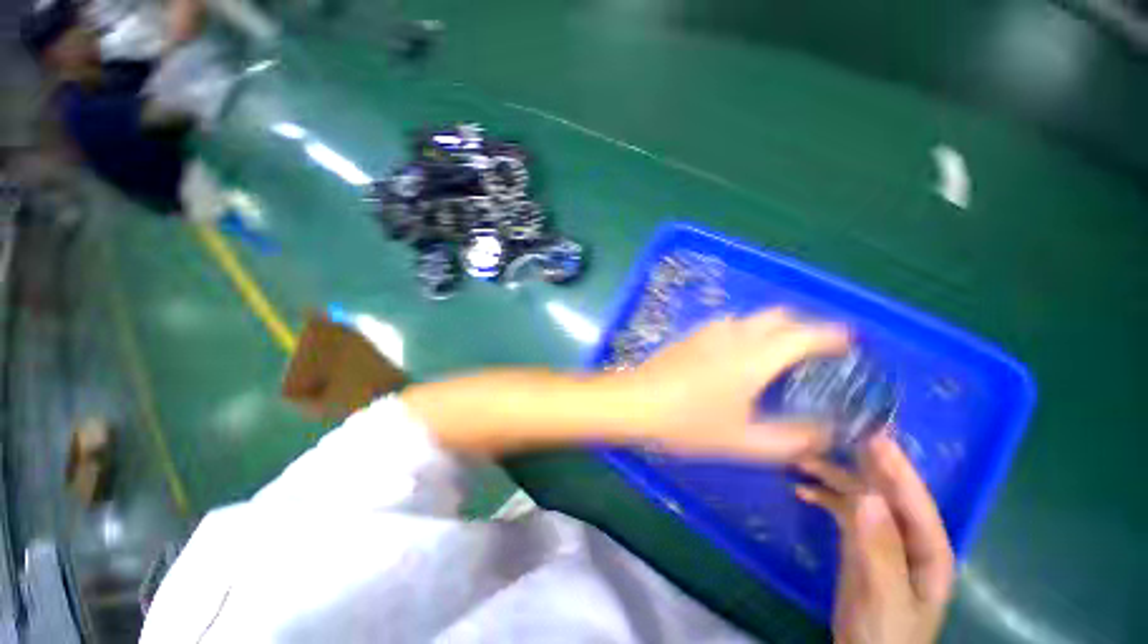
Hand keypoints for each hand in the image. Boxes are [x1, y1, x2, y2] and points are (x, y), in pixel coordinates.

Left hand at [622, 307, 849, 460]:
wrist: (636, 402)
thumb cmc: (688, 423)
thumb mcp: (743, 441)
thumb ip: (790, 440)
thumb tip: (825, 435)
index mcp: (754, 356)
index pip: (804, 335)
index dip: (831, 335)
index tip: (849, 342)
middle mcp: (734, 334)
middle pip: (778, 316)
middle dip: (802, 327)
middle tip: (813, 351)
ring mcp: (709, 331)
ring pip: (751, 318)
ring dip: (772, 328)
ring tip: (777, 353)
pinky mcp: (691, 335)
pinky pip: (729, 324)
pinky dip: (746, 331)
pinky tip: (738, 354)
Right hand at [795, 435, 954, 643]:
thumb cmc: (885, 634)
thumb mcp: (885, 596)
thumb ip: (880, 549)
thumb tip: (869, 497)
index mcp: (928, 548)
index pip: (913, 498)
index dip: (894, 465)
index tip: (872, 434)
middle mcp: (908, 536)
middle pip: (884, 491)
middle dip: (858, 463)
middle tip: (828, 434)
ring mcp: (883, 540)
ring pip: (860, 497)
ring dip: (833, 478)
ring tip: (801, 459)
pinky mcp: (860, 544)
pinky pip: (843, 511)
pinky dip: (824, 497)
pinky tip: (802, 490)